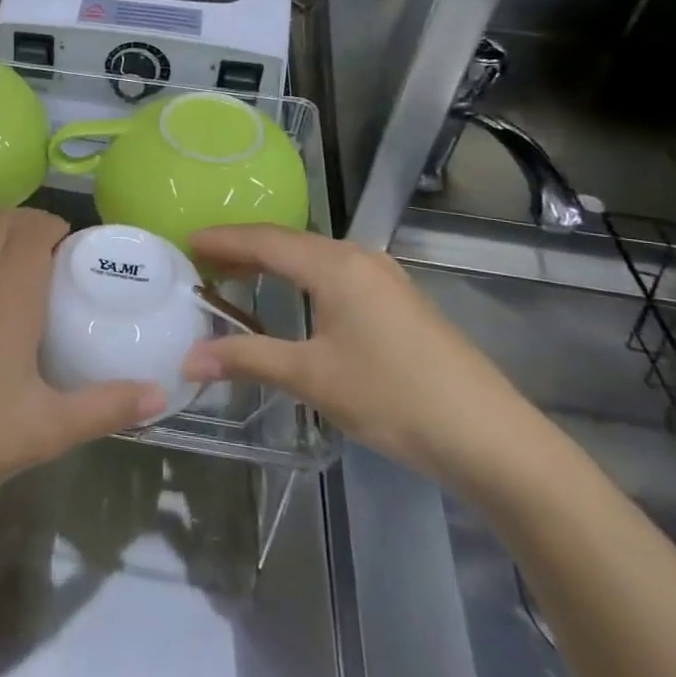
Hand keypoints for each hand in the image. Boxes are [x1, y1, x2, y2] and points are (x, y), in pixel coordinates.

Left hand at [0, 208, 169, 516]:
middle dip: (30, 223)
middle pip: (5, 223)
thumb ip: (105, 407)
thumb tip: (161, 393)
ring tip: (9, 234)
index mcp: (10, 295)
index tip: (69, 244)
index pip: (37, 233)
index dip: (55, 228)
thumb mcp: (44, 431)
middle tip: (47, 247)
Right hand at [181, 225, 539, 489]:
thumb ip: (248, 360)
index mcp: (335, 265)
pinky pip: (334, 274)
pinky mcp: (398, 301)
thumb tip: (188, 359)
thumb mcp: (313, 377)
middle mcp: (359, 258)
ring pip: (313, 258)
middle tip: (201, 263)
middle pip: (288, 243)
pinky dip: (300, 279)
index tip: (185, 241)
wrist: (490, 436)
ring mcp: (384, 278)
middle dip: (243, 250)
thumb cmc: (393, 397)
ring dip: (272, 265)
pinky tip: (293, 299)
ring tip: (236, 279)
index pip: (264, 240)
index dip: (222, 240)